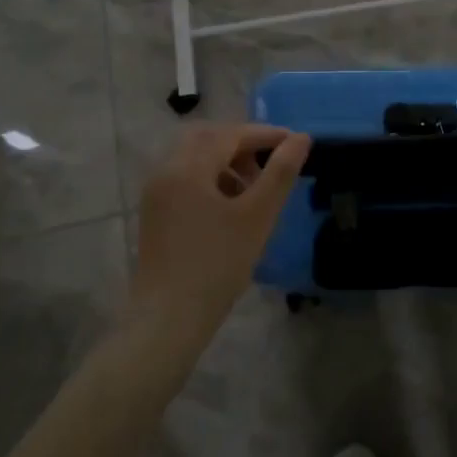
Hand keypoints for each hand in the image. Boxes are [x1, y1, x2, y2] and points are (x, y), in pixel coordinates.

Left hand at [126, 123, 310, 351]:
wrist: (167, 321)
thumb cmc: (217, 265)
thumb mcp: (257, 216)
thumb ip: (281, 173)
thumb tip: (301, 138)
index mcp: (188, 166)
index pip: (231, 134)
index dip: (266, 135)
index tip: (296, 143)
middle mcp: (166, 171)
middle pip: (208, 138)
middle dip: (243, 144)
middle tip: (271, 163)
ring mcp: (156, 193)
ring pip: (195, 158)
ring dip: (226, 161)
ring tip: (254, 189)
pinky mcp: (155, 213)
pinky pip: (185, 178)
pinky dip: (211, 178)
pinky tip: (230, 207)